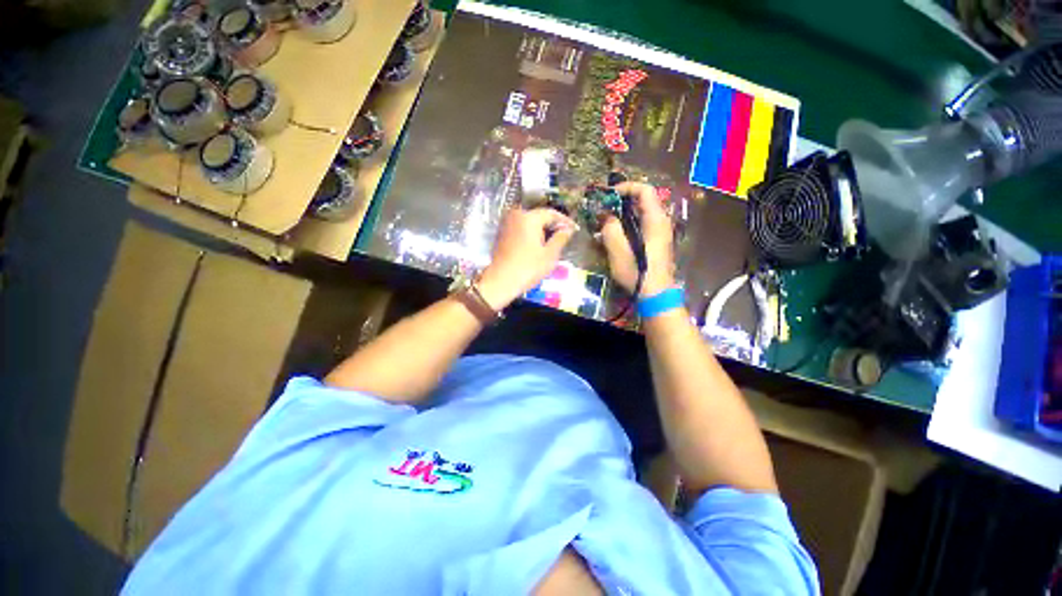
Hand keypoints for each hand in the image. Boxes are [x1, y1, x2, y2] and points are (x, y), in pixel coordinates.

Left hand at [477, 207, 577, 309]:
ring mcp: (507, 224)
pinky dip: (531, 234)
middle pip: (539, 216)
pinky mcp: (502, 234)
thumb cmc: (528, 268)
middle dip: (553, 225)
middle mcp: (516, 216)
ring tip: (553, 241)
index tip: (574, 228)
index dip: (564, 221)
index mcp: (529, 218)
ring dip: (542, 230)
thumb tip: (567, 229)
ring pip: (529, 223)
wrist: (501, 281)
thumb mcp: (549, 254)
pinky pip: (520, 229)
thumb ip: (560, 238)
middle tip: (565, 235)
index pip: (551, 213)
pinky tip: (538, 244)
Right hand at [600, 182, 674, 296]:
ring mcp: (661, 233)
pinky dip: (629, 223)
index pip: (645, 191)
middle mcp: (661, 222)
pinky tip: (617, 235)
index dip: (627, 187)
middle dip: (623, 201)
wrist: (656, 294)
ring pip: (642, 213)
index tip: (609, 195)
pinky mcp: (657, 242)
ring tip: (607, 221)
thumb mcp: (619, 252)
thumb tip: (607, 218)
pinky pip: (643, 224)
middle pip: (644, 200)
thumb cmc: (639, 273)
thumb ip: (611, 231)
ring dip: (624, 213)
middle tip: (605, 208)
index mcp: (655, 220)